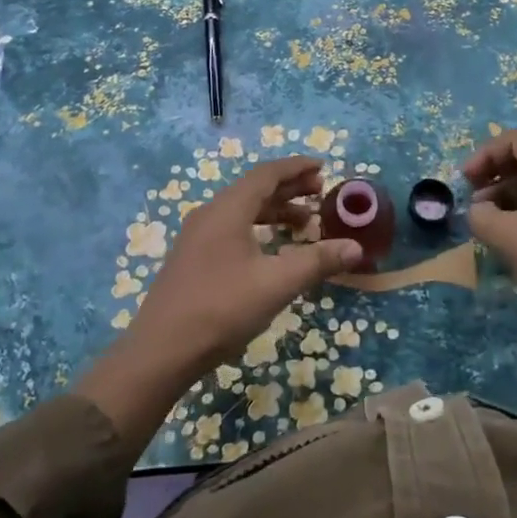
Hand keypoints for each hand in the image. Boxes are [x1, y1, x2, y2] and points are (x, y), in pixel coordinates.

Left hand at [78, 156, 362, 456]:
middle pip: (254, 189)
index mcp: (228, 209)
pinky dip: (259, 228)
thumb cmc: (221, 308)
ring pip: (243, 210)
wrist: (161, 351)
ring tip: (305, 223)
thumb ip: (317, 261)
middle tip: (320, 192)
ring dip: (275, 210)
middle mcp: (210, 214)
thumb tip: (356, 248)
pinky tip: (273, 249)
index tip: (322, 166)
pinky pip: (232, 228)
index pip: (266, 174)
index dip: (296, 168)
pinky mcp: (193, 258)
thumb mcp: (277, 284)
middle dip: (289, 188)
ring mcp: (197, 237)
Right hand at [464, 128, 516, 319]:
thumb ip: (481, 216)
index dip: (485, 153)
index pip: (516, 140)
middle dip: (495, 175)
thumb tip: (478, 210)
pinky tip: (516, 239)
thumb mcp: (508, 236)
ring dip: (509, 196)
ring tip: (490, 223)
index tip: (466, 180)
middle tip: (475, 201)